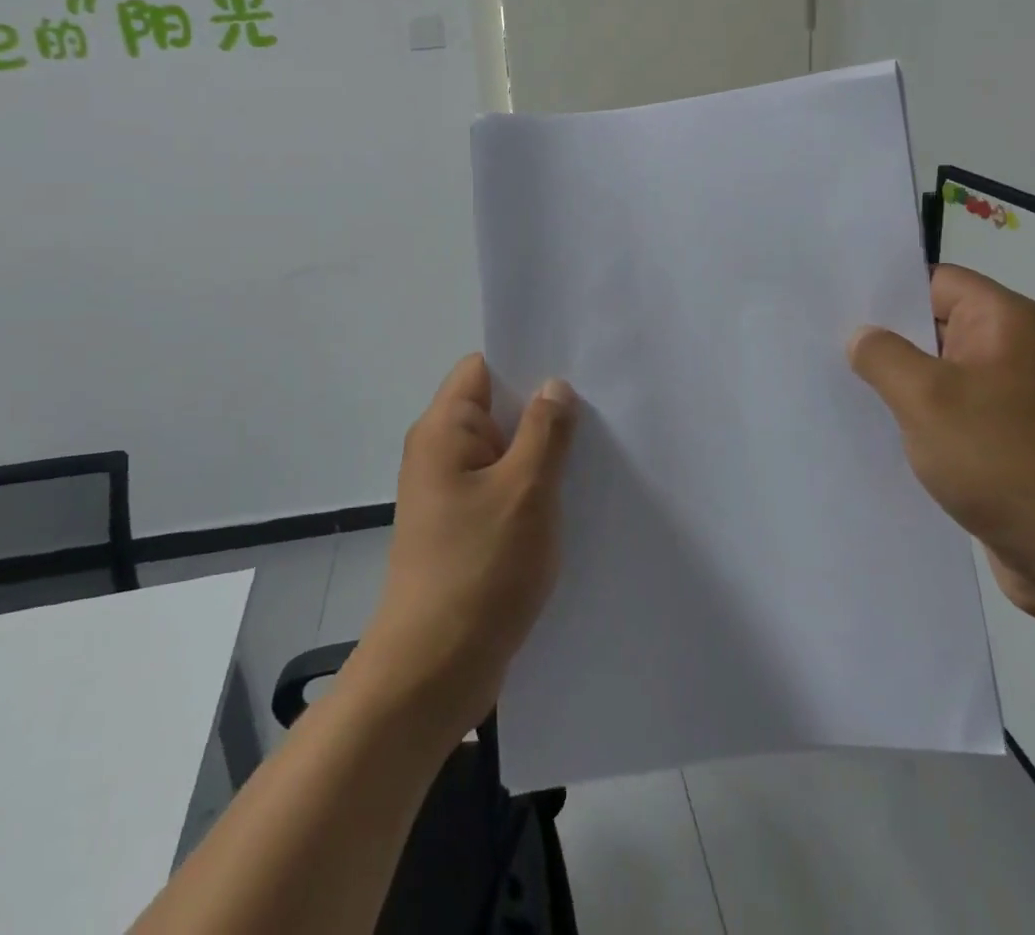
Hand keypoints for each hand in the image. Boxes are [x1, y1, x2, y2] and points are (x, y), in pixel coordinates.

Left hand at [348, 355, 577, 745]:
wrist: (434, 672)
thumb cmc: (480, 569)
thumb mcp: (525, 490)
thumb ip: (545, 431)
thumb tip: (554, 385)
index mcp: (443, 430)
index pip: (482, 368)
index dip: (525, 363)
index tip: (575, 368)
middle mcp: (440, 453)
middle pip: (496, 409)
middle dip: (544, 409)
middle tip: (601, 409)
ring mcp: (451, 494)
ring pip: (504, 453)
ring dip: (543, 454)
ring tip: (597, 452)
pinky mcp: (464, 529)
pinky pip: (503, 490)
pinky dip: (534, 489)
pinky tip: (574, 499)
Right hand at [849, 264, 1034, 639]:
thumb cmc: (1006, 462)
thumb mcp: (926, 398)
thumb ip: (882, 355)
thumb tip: (861, 336)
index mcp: (1009, 321)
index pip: (935, 281)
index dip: (885, 291)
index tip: (834, 307)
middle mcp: (1017, 349)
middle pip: (935, 323)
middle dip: (884, 337)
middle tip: (825, 345)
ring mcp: (1015, 396)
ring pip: (940, 370)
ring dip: (899, 381)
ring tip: (842, 386)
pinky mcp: (1010, 437)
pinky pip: (952, 409)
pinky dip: (919, 415)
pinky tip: (880, 428)